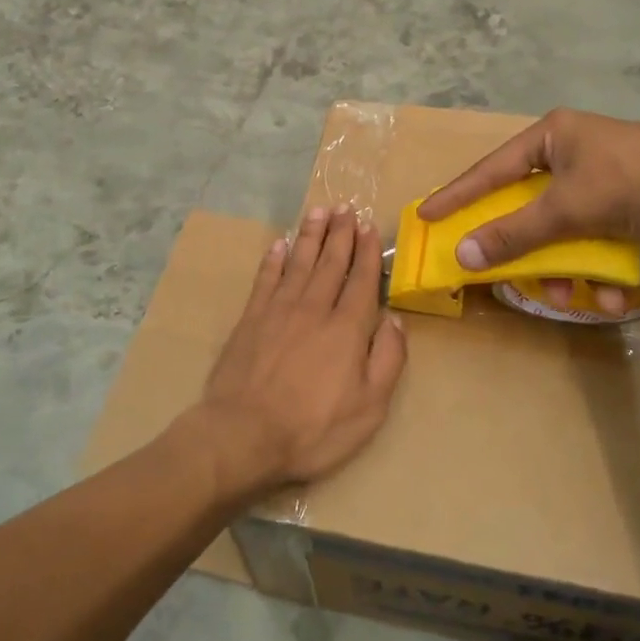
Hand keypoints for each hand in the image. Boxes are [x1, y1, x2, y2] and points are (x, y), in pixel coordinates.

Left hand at [195, 205, 407, 494]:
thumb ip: (387, 360)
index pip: (361, 281)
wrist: (244, 433)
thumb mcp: (369, 407)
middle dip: (341, 233)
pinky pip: (266, 277)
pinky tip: (280, 244)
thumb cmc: (313, 428)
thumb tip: (395, 320)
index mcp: (347, 328)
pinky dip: (274, 258)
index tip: (369, 227)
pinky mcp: (251, 317)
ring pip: (300, 262)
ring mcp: (279, 309)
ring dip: (311, 235)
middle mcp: (314, 308)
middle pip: (331, 262)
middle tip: (346, 207)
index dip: (366, 252)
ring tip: (319, 211)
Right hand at [418, 110, 639, 305]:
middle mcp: (570, 153)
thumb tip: (463, 254)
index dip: (458, 195)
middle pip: (528, 207)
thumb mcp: (567, 208)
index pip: (490, 170)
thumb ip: (514, 232)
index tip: (427, 216)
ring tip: (575, 297)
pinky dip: (599, 266)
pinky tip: (616, 294)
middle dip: (526, 250)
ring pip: (562, 230)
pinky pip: (594, 236)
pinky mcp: (625, 201)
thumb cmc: (632, 179)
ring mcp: (599, 177)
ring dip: (565, 269)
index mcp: (551, 138)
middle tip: (507, 274)